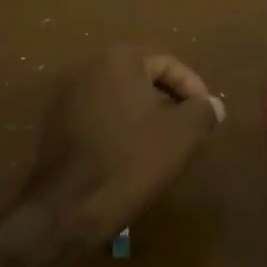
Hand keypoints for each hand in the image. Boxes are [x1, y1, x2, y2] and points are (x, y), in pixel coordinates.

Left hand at [26, 46, 225, 241]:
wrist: (69, 206)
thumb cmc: (131, 160)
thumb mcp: (182, 134)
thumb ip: (203, 111)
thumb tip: (212, 104)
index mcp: (117, 59)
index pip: (167, 63)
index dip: (192, 88)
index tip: (206, 115)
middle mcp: (87, 68)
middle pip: (140, 77)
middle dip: (167, 101)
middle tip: (187, 129)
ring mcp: (65, 96)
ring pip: (118, 98)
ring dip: (143, 115)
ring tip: (163, 145)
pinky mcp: (54, 124)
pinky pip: (97, 117)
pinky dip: (118, 128)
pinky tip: (130, 156)